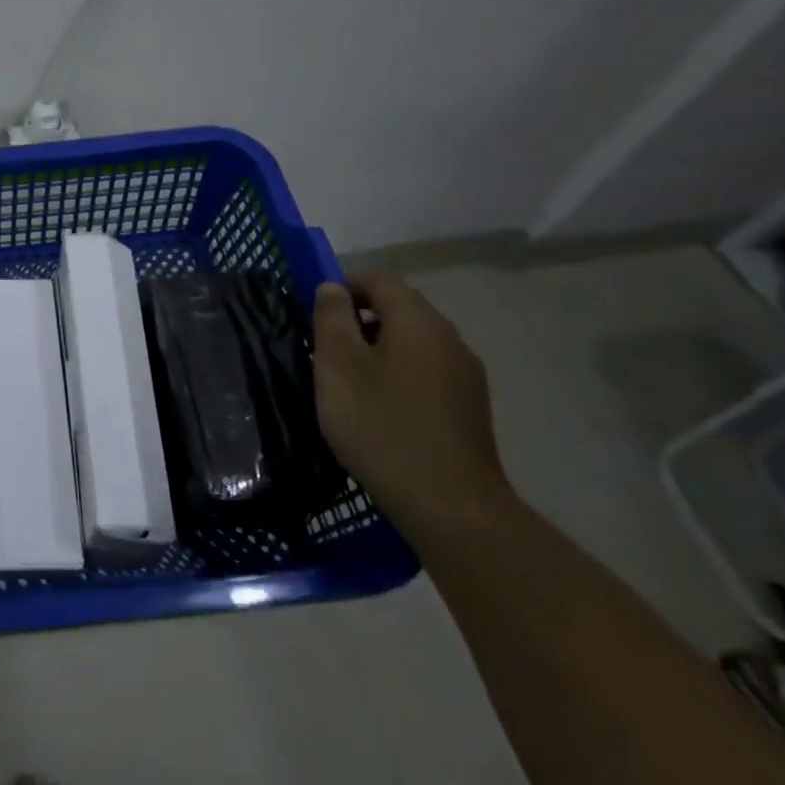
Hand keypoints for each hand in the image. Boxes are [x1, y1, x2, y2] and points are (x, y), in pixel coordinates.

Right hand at [311, 274, 513, 544]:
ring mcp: (466, 377)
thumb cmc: (381, 424)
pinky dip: (398, 377)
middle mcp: (450, 340)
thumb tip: (333, 287)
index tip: (315, 312)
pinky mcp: (469, 409)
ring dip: (378, 351)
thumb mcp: (338, 365)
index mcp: (419, 322)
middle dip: (360, 321)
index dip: (345, 287)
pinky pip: (426, 374)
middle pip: (400, 311)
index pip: (381, 281)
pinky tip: (378, 410)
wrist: (448, 503)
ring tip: (347, 382)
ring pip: (413, 345)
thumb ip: (332, 319)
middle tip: (324, 349)